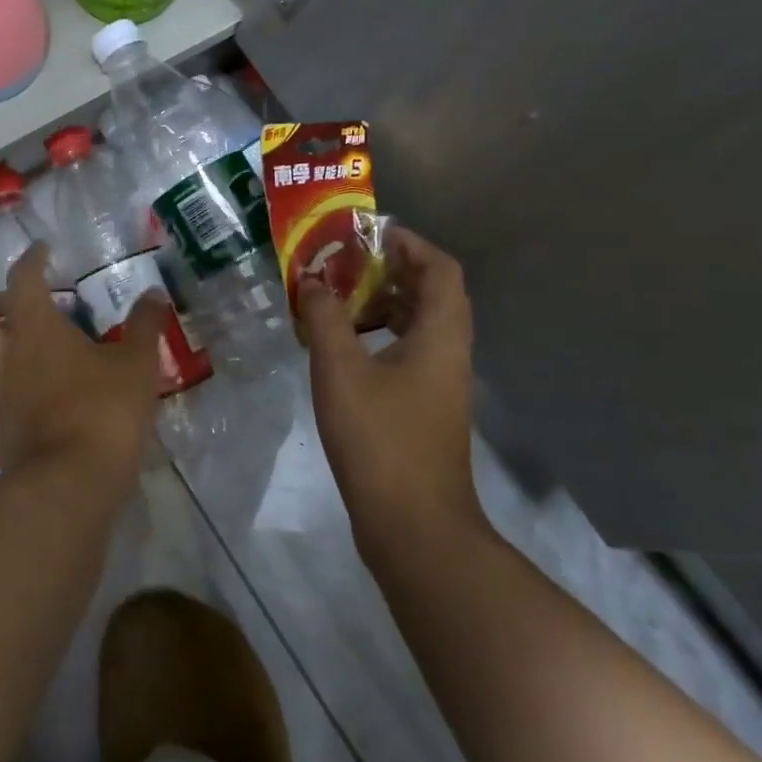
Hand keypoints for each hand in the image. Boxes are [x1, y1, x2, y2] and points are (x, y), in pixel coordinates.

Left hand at [0, 244, 168, 486]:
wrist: (69, 485)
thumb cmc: (103, 411)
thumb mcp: (137, 363)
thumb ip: (145, 324)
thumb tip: (154, 293)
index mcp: (35, 329)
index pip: (21, 278)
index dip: (31, 259)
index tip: (43, 252)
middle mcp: (2, 358)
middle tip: (19, 310)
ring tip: (12, 351)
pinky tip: (16, 404)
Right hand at [296, 226, 483, 555]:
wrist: (413, 526)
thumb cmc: (380, 439)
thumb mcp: (341, 370)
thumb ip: (325, 318)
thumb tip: (312, 281)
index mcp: (441, 336)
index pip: (440, 268)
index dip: (409, 243)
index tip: (368, 234)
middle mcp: (449, 353)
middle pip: (431, 293)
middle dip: (389, 270)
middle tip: (344, 262)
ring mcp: (440, 384)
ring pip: (418, 325)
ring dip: (381, 303)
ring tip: (336, 297)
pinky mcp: (425, 409)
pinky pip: (407, 352)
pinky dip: (378, 337)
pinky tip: (341, 347)